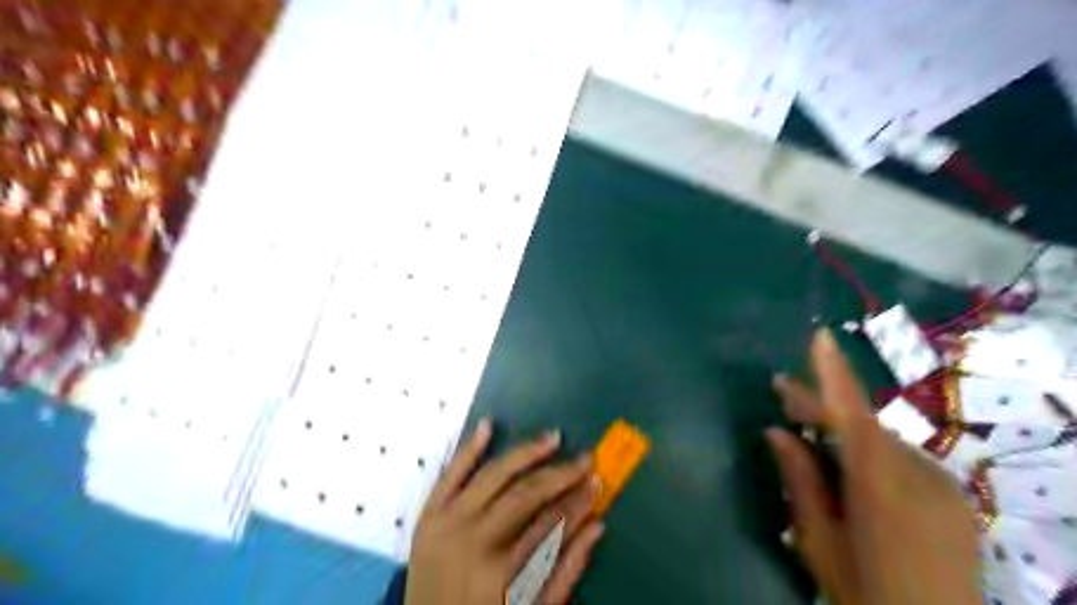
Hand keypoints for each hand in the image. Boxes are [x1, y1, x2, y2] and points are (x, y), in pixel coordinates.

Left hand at [407, 419, 603, 604]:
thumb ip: (566, 572)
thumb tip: (598, 526)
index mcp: (503, 574)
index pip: (553, 523)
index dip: (580, 500)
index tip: (598, 482)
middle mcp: (475, 541)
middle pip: (527, 494)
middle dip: (561, 474)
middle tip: (586, 459)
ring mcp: (447, 524)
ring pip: (494, 475)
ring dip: (525, 452)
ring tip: (552, 437)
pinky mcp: (428, 516)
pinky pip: (450, 474)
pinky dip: (469, 447)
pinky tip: (488, 425)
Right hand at [766, 329, 981, 604]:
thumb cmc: (865, 593)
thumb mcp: (819, 541)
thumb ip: (800, 480)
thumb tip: (774, 431)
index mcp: (881, 490)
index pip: (854, 417)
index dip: (835, 374)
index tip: (819, 337)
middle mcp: (919, 477)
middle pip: (863, 423)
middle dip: (821, 404)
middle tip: (781, 392)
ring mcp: (944, 485)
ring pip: (882, 439)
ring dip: (844, 428)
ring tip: (809, 425)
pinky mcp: (954, 495)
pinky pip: (901, 456)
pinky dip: (869, 448)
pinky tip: (849, 461)